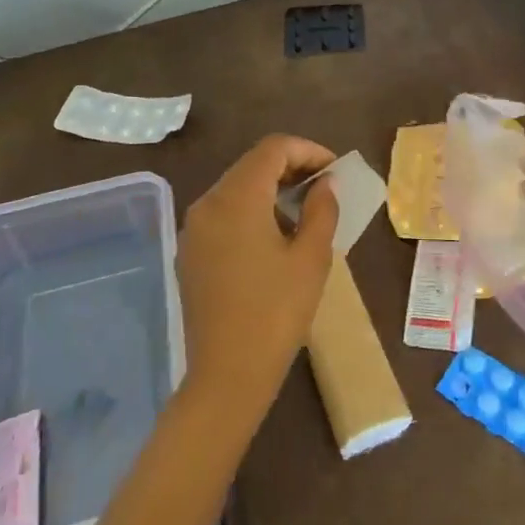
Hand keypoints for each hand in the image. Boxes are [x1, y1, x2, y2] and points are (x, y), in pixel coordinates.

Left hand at [178, 135, 338, 410]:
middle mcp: (208, 203)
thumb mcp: (312, 258)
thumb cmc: (276, 312)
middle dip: (290, 167)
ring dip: (270, 188)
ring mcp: (194, 229)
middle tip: (324, 187)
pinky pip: (223, 213)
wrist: (227, 375)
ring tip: (304, 211)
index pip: (273, 149)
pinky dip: (251, 209)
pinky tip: (274, 235)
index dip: (308, 150)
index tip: (334, 170)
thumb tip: (323, 184)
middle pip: (251, 164)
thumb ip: (321, 209)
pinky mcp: (190, 253)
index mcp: (237, 198)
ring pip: (236, 187)